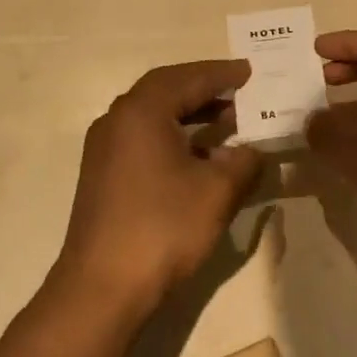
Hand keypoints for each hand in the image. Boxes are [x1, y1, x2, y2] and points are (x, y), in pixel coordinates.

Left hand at [53, 59, 262, 314]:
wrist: (103, 285)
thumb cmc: (163, 228)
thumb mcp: (217, 192)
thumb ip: (243, 162)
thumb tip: (252, 151)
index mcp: (141, 112)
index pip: (188, 78)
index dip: (222, 74)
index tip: (250, 71)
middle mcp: (117, 120)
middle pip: (165, 90)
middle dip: (204, 89)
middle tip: (240, 92)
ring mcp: (104, 148)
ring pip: (152, 116)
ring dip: (189, 114)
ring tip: (227, 121)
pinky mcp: (103, 174)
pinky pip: (142, 138)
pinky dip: (172, 136)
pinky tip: (198, 157)